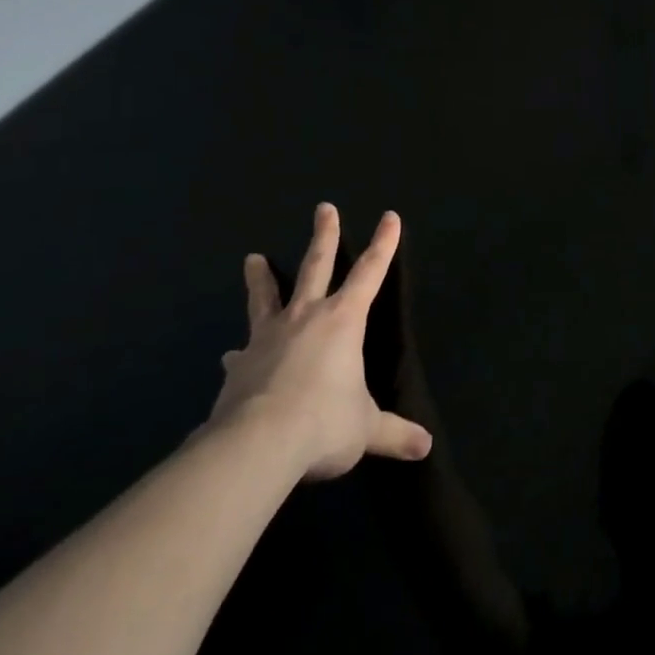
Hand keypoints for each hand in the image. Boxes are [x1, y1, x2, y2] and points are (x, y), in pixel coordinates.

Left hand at [208, 203, 431, 479]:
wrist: (256, 445)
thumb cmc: (323, 423)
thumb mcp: (366, 429)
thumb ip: (394, 433)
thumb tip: (424, 447)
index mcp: (343, 320)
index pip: (370, 272)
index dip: (383, 244)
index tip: (389, 217)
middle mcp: (306, 317)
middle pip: (317, 265)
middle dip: (324, 235)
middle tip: (323, 207)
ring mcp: (268, 338)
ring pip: (266, 298)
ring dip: (261, 278)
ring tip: (252, 258)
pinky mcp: (239, 367)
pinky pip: (242, 352)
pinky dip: (239, 352)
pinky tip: (229, 356)